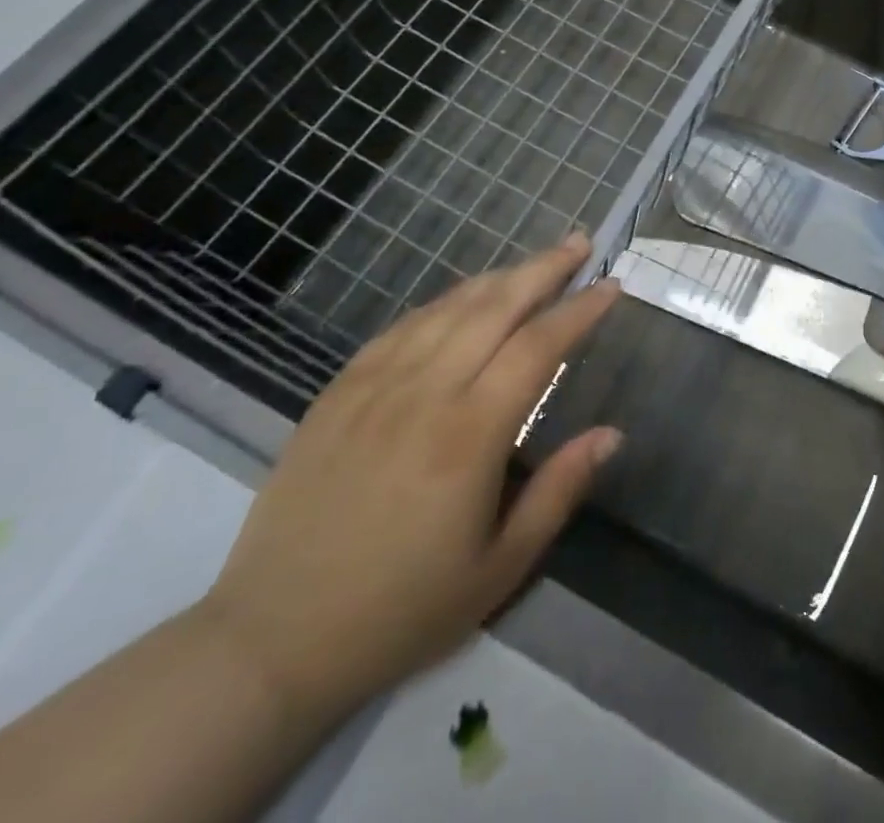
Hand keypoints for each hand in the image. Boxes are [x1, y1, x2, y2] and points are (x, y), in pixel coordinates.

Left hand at [196, 235, 621, 719]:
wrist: (272, 640)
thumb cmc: (402, 611)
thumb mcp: (500, 569)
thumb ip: (559, 490)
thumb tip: (611, 434)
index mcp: (470, 435)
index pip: (539, 347)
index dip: (579, 310)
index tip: (611, 285)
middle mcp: (424, 393)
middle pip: (495, 307)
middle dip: (544, 269)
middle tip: (579, 243)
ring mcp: (374, 386)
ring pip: (449, 308)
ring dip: (498, 277)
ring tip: (535, 262)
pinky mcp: (339, 392)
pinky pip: (402, 327)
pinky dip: (444, 302)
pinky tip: (463, 298)